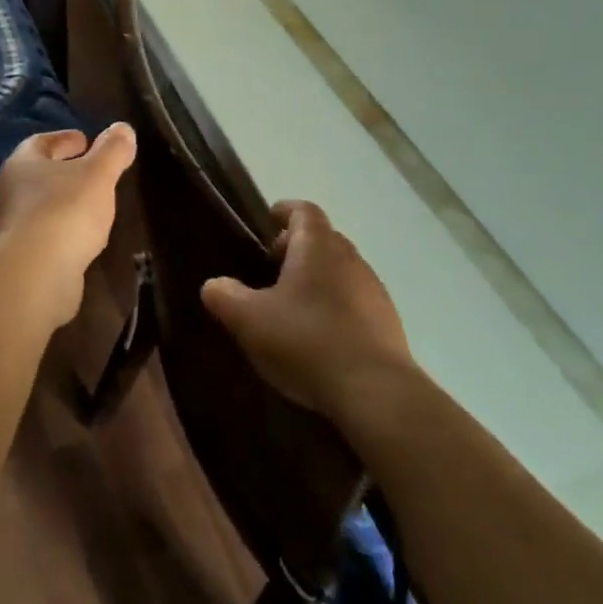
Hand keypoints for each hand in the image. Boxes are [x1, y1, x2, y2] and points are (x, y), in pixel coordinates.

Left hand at [0, 125, 136, 325]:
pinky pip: (44, 234)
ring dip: (63, 202)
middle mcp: (9, 191)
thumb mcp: (98, 175)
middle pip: (38, 174)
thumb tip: (123, 128)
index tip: (86, 140)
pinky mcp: (20, 258)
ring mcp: (11, 227)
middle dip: (64, 170)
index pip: (41, 143)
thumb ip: (112, 151)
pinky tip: (82, 238)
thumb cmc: (65, 211)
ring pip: (40, 205)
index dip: (65, 139)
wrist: (35, 273)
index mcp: (22, 164)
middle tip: (91, 171)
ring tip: (92, 205)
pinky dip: (62, 230)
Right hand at [200, 201, 412, 423]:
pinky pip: (355, 300)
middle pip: (324, 238)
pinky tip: (318, 334)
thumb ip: (225, 296)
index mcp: (318, 246)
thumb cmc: (306, 340)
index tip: (268, 219)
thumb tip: (214, 285)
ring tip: (292, 304)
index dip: (285, 211)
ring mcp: (374, 291)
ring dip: (317, 277)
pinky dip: (335, 304)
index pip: (304, 211)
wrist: (375, 392)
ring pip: (341, 270)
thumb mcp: (249, 319)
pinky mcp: (388, 323)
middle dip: (298, 246)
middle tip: (272, 266)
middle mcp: (351, 259)